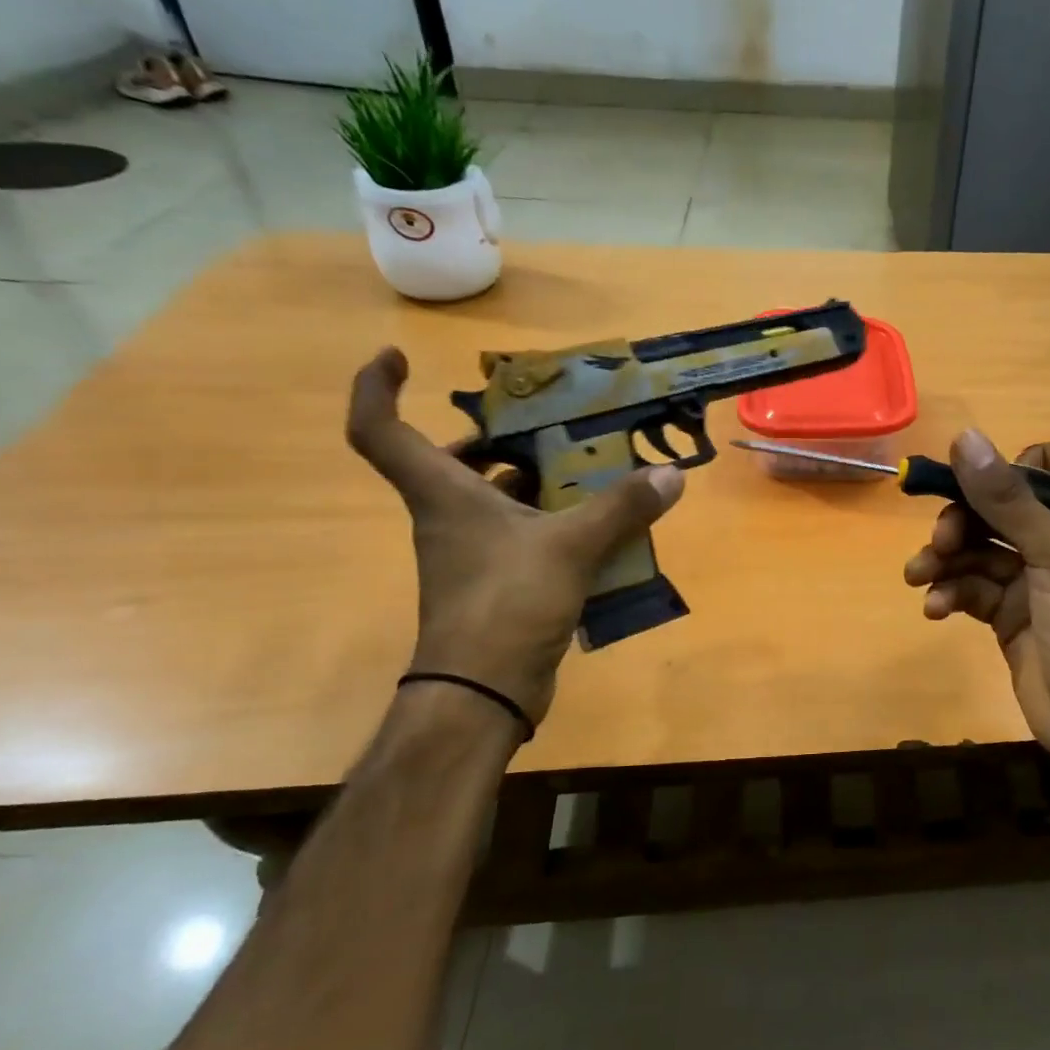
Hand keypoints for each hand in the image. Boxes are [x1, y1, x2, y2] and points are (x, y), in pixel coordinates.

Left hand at [347, 347, 683, 726]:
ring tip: (586, 467)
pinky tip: (597, 525)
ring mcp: (471, 554)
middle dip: (491, 439)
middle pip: (449, 463)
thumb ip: (621, 508)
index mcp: (443, 495)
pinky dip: (552, 524)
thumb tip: (671, 475)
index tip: (401, 359)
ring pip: (493, 501)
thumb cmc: (507, 603)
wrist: (484, 691)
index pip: (380, 430)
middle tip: (541, 423)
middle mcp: (448, 518)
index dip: (379, 388)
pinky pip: (521, 536)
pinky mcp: (497, 584)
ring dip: (532, 481)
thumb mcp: (571, 548)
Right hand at [902, 430, 1049, 775]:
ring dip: (946, 560)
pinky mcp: (1011, 617)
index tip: (997, 479)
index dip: (1034, 460)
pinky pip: (973, 591)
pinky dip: (951, 594)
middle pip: (1006, 507)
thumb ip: (1008, 499)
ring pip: (981, 551)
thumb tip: (964, 438)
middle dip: (966, 518)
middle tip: (941, 540)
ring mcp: (1035, 582)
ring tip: (919, 577)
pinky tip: (934, 609)